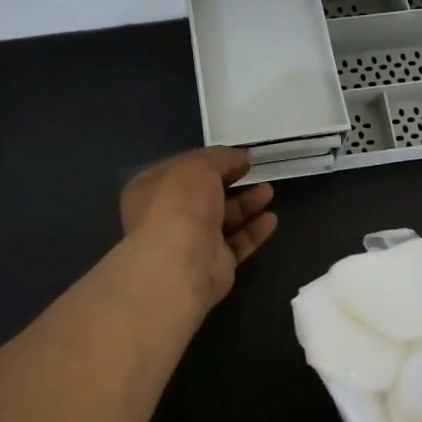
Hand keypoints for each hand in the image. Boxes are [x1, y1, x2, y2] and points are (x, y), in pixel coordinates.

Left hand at [119, 147, 277, 308]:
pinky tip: (271, 220)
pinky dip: (253, 232)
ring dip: (245, 205)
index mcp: (151, 189)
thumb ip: (222, 157)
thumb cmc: (180, 203)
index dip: (208, 161)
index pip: (180, 171)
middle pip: (203, 196)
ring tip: (269, 191)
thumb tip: (243, 156)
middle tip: (253, 171)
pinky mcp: (212, 265)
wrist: (181, 261)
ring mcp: (189, 243)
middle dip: (229, 182)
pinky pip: (236, 244)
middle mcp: (166, 217)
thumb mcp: (200, 165)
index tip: (236, 156)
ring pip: (221, 220)